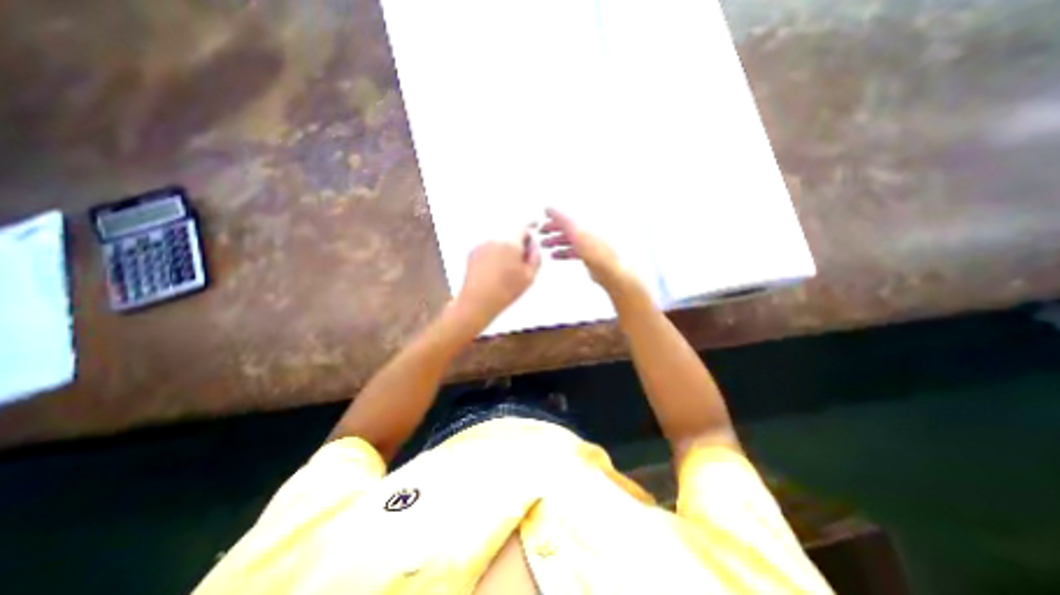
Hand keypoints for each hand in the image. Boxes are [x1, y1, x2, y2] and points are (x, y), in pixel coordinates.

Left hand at [455, 228, 540, 328]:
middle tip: (520, 263)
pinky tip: (495, 272)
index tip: (530, 248)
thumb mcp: (529, 277)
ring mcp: (482, 245)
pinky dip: (493, 255)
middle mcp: (495, 239)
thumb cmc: (504, 291)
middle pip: (510, 234)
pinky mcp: (473, 253)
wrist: (478, 301)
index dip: (529, 238)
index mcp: (511, 242)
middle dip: (517, 245)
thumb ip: (536, 258)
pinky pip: (488, 248)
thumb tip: (535, 249)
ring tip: (506, 271)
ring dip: (505, 250)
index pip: (524, 229)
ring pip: (499, 242)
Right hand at [542, 206, 632, 289]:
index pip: (569, 213)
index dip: (554, 216)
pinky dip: (563, 252)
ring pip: (570, 239)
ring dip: (556, 241)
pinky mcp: (590, 255)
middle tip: (541, 232)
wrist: (610, 270)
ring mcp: (590, 242)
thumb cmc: (598, 250)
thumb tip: (549, 207)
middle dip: (553, 229)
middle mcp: (590, 229)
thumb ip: (561, 217)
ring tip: (545, 244)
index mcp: (589, 219)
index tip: (543, 219)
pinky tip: (555, 255)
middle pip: (568, 226)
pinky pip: (573, 251)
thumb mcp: (575, 229)